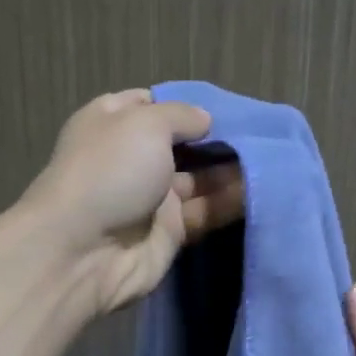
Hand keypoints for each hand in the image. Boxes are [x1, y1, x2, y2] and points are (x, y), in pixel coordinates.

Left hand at [21, 90, 245, 314]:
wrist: (83, 251)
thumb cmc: (109, 172)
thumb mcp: (145, 123)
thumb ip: (181, 116)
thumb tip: (204, 120)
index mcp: (114, 123)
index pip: (154, 105)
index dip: (186, 105)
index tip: (225, 107)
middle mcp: (133, 157)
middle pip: (183, 144)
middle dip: (218, 139)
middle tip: (262, 134)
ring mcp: (151, 197)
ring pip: (199, 179)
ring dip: (231, 171)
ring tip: (272, 160)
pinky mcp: (170, 232)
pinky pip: (205, 212)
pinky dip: (230, 202)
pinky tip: (263, 190)